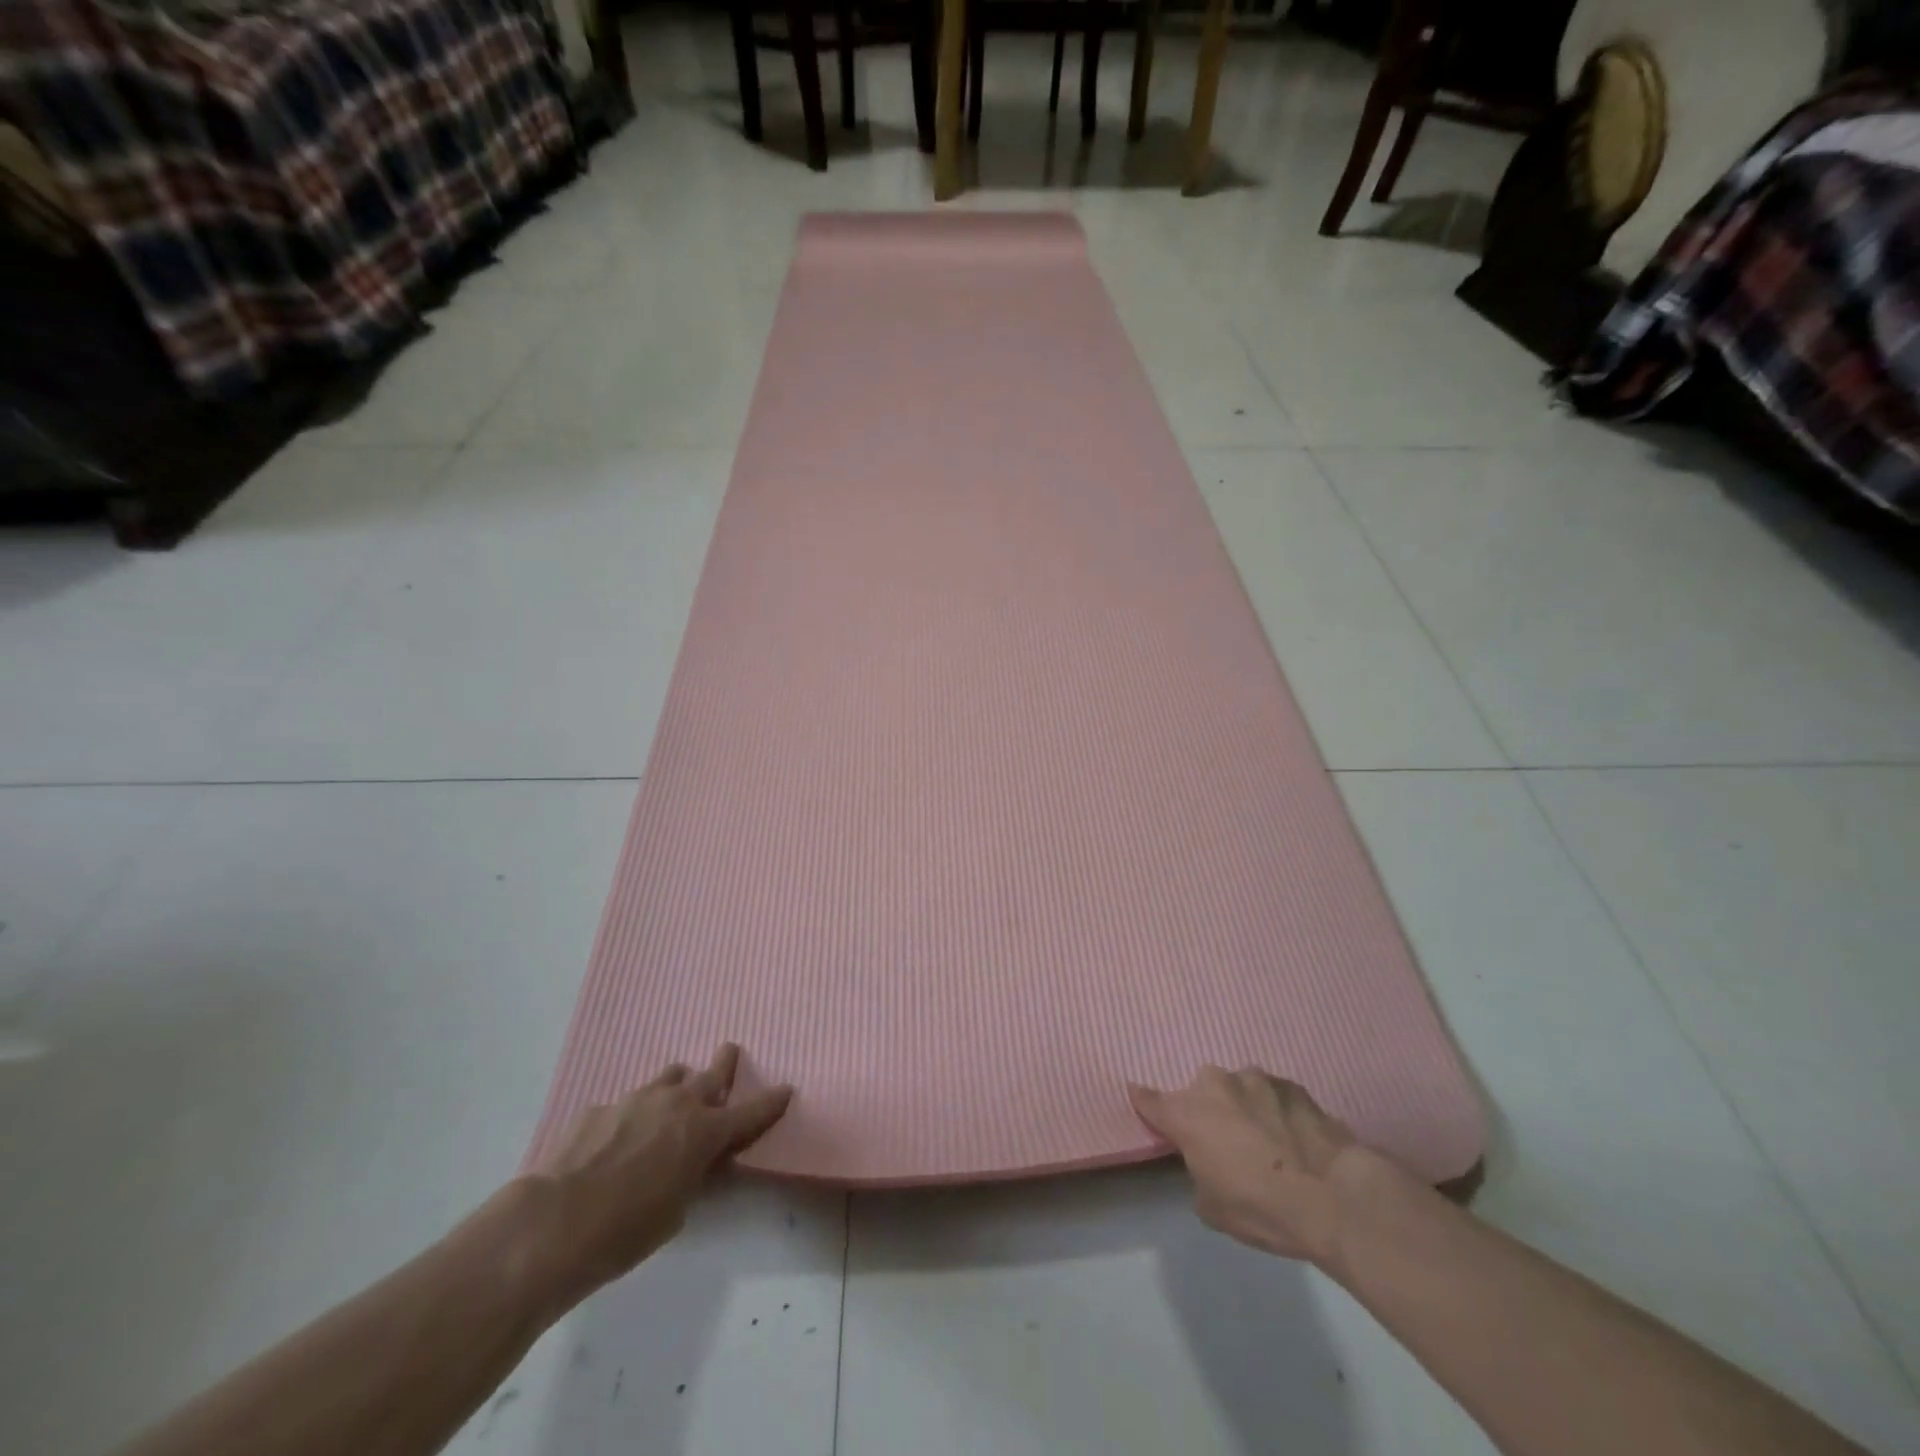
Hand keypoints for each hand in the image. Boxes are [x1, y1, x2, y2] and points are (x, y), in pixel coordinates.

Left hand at [525, 1045, 791, 1299]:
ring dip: (678, 1083)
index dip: (771, 1102)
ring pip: (670, 1077)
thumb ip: (692, 1175)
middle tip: (729, 1053)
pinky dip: (634, 1114)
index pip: (751, 1112)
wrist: (553, 1224)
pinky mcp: (601, 1108)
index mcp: (704, 1132)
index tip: (786, 1088)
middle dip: (725, 1065)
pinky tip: (617, 1139)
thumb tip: (691, 1160)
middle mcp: (677, 1104)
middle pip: (711, 1074)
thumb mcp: (676, 1210)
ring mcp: (637, 1099)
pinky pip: (628, 1103)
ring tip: (674, 1094)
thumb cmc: (626, 1231)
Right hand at [1128, 1067, 1359, 1265]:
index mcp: (1187, 1114)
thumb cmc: (1262, 1207)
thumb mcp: (1213, 1208)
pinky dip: (1275, 1110)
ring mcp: (1255, 1079)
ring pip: (1238, 1089)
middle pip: (1200, 1092)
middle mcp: (1215, 1085)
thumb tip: (1209, 1163)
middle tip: (1225, 1142)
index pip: (1151, 1100)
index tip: (1137, 1094)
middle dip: (1208, 1110)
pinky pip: (1272, 1094)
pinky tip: (1293, 1138)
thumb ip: (1198, 1173)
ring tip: (1266, 1140)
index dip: (1143, 1101)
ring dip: (1243, 1107)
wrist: (1334, 1197)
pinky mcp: (1292, 1084)